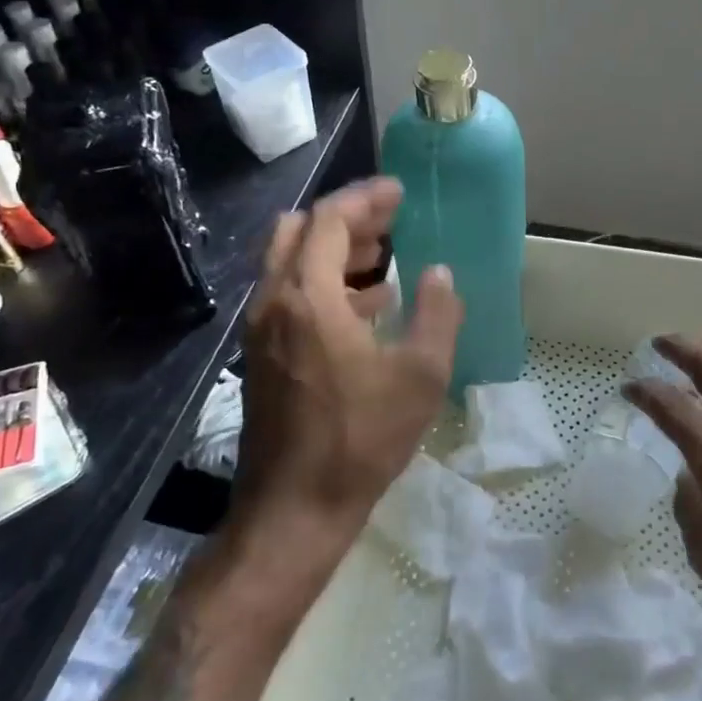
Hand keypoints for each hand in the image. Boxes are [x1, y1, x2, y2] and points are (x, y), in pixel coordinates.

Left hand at [234, 178, 462, 554]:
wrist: (295, 508)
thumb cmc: (362, 438)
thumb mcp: (420, 375)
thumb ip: (438, 314)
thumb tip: (440, 273)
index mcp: (307, 298)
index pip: (328, 220)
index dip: (365, 198)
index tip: (398, 192)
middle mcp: (274, 302)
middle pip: (297, 231)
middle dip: (345, 218)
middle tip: (390, 221)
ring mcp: (261, 331)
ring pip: (290, 264)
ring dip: (334, 251)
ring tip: (385, 258)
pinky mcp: (262, 356)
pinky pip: (290, 296)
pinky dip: (325, 285)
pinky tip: (367, 307)